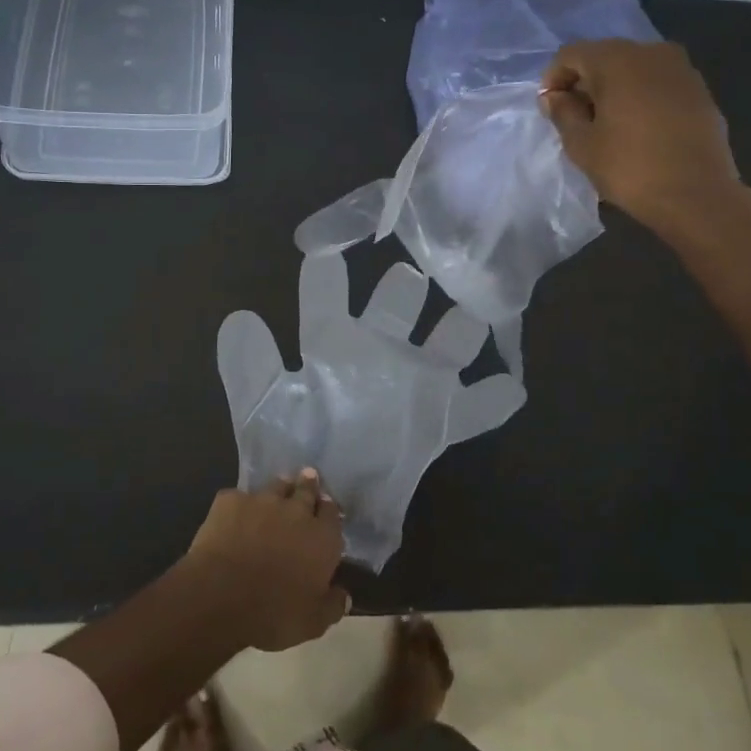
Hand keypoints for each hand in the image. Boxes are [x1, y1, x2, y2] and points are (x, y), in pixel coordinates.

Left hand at [181, 473, 349, 651]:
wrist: (221, 595)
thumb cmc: (274, 614)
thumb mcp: (312, 623)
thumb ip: (332, 606)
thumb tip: (344, 596)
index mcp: (322, 539)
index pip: (332, 514)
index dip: (329, 509)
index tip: (326, 506)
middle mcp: (296, 512)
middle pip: (307, 490)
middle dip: (309, 484)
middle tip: (309, 477)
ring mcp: (262, 501)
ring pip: (276, 486)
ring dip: (280, 488)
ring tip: (279, 489)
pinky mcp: (230, 501)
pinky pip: (239, 497)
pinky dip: (240, 505)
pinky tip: (234, 514)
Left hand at [217, 249, 525, 570]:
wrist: (318, 507)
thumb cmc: (287, 450)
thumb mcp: (262, 409)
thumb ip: (249, 368)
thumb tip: (240, 318)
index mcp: (331, 343)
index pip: (328, 296)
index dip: (326, 270)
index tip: (328, 244)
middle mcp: (376, 350)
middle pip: (397, 302)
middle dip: (404, 285)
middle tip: (412, 271)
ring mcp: (413, 382)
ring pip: (447, 341)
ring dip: (461, 327)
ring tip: (474, 309)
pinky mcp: (439, 420)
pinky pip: (476, 409)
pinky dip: (493, 401)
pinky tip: (510, 389)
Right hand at [540, 39, 743, 232]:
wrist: (697, 195)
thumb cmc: (630, 168)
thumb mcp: (581, 144)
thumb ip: (563, 113)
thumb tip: (555, 97)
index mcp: (617, 60)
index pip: (571, 54)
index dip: (553, 79)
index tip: (549, 109)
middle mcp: (652, 52)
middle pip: (604, 56)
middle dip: (584, 82)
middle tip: (574, 117)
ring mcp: (682, 69)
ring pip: (633, 68)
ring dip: (613, 89)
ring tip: (605, 124)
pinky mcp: (700, 90)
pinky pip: (657, 83)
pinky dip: (639, 96)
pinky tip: (636, 128)